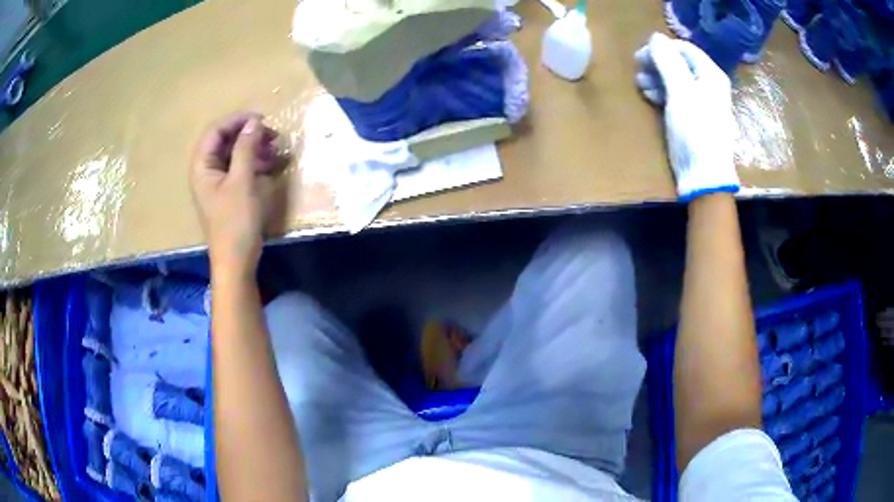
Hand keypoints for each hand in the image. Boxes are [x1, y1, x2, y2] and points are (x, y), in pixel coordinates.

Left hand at [189, 112, 282, 276]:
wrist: (236, 262)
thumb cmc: (236, 222)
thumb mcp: (242, 181)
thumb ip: (246, 148)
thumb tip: (255, 122)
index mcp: (202, 166)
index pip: (216, 131)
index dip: (237, 120)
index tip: (262, 120)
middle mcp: (206, 171)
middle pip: (224, 140)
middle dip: (247, 134)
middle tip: (272, 135)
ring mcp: (216, 182)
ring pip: (233, 153)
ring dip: (253, 147)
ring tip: (274, 149)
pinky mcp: (227, 193)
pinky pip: (238, 168)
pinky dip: (253, 162)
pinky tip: (270, 165)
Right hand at [635, 33, 739, 200]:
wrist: (704, 175)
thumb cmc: (695, 130)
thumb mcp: (680, 91)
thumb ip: (667, 61)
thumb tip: (655, 37)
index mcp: (711, 75)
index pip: (684, 48)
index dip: (662, 47)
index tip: (641, 55)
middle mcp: (708, 85)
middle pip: (680, 63)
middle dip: (657, 62)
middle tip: (637, 68)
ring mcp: (702, 102)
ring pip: (676, 79)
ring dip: (656, 77)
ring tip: (639, 82)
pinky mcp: (694, 118)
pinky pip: (676, 96)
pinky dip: (662, 92)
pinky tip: (649, 95)